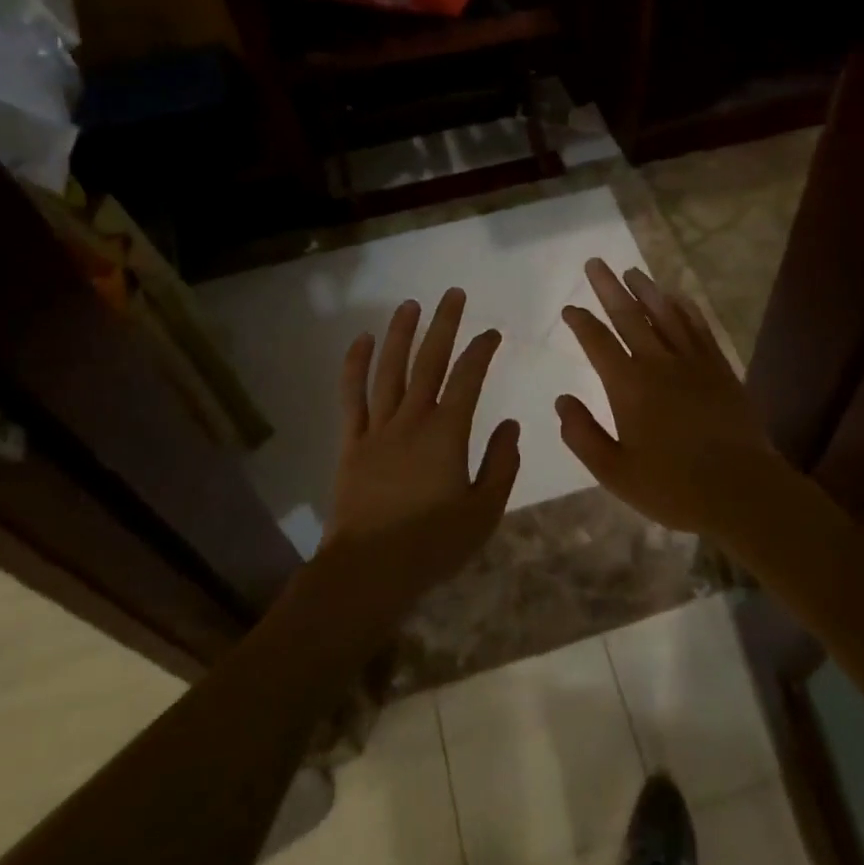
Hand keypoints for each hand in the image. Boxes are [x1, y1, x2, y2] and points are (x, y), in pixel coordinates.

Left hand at [325, 288, 520, 614]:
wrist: (370, 570)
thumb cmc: (433, 544)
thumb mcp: (484, 511)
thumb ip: (501, 465)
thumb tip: (511, 426)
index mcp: (447, 433)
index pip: (469, 378)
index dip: (481, 351)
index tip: (492, 333)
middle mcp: (412, 419)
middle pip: (429, 362)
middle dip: (443, 325)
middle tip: (453, 294)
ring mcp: (378, 428)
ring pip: (389, 370)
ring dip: (401, 334)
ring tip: (410, 305)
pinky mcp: (352, 442)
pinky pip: (352, 396)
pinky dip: (356, 366)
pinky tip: (362, 341)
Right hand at [556, 259, 793, 538]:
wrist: (741, 491)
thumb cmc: (672, 487)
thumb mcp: (614, 472)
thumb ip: (583, 435)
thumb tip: (561, 401)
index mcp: (629, 387)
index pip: (598, 343)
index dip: (581, 322)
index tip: (569, 308)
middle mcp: (659, 364)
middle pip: (629, 317)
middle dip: (609, 289)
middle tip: (595, 263)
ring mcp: (694, 363)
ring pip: (666, 315)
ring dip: (647, 290)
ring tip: (632, 271)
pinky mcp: (720, 369)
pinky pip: (700, 328)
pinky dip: (686, 309)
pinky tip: (678, 298)